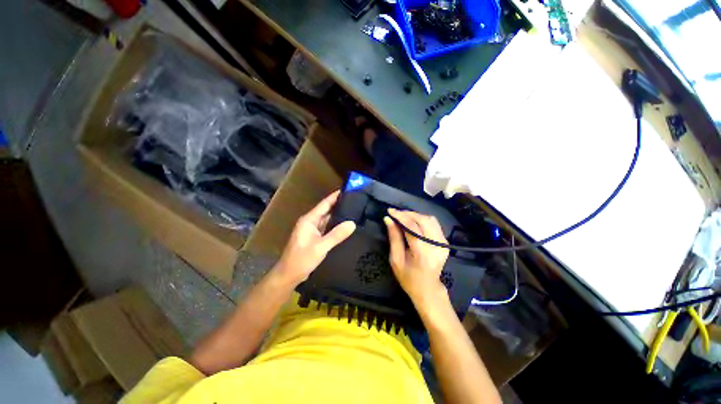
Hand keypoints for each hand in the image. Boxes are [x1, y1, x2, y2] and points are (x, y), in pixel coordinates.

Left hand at [275, 190, 355, 284]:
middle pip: (326, 210)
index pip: (324, 204)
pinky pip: (326, 227)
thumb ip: (336, 235)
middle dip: (338, 204)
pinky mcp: (314, 237)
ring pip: (326, 219)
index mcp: (309, 220)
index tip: (347, 190)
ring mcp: (311, 230)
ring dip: (337, 215)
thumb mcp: (321, 247)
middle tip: (354, 200)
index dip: (335, 196)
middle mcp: (310, 222)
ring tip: (352, 210)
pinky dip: (334, 225)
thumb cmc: (302, 259)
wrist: (289, 275)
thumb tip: (352, 223)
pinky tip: (343, 225)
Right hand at [384, 208, 449, 309]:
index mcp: (422, 252)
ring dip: (415, 215)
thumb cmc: (408, 278)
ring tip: (403, 217)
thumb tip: (388, 220)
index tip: (390, 210)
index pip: (412, 227)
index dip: (400, 216)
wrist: (428, 289)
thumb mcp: (396, 260)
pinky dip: (422, 220)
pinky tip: (413, 222)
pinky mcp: (445, 242)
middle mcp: (436, 245)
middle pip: (422, 220)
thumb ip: (394, 238)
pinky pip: (434, 224)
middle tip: (396, 214)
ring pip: (430, 219)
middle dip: (408, 214)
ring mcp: (443, 243)